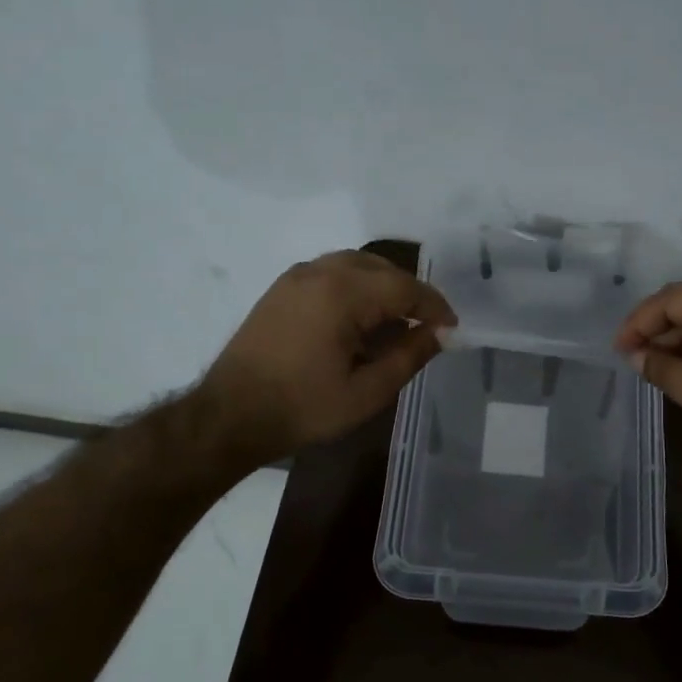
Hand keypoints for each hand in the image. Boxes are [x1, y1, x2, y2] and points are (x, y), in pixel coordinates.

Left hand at [202, 251, 456, 467]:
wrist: (229, 416)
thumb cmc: (303, 408)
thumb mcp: (367, 392)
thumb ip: (409, 356)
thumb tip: (440, 334)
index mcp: (342, 293)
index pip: (404, 287)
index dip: (434, 307)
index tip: (452, 328)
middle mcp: (319, 272)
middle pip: (382, 268)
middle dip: (410, 294)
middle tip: (429, 325)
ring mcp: (296, 276)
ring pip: (356, 265)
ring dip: (383, 286)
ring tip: (398, 321)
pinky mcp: (282, 288)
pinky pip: (332, 273)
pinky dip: (356, 286)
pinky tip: (361, 319)